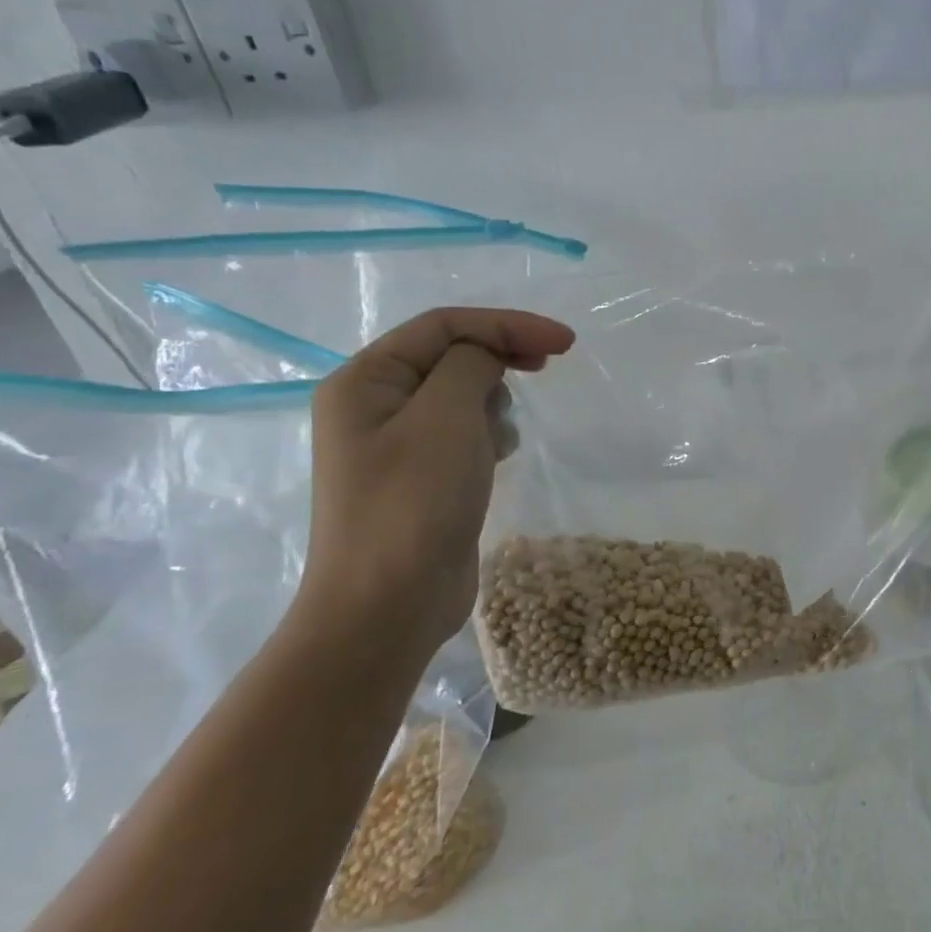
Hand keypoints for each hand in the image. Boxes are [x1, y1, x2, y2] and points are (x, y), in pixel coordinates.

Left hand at [300, 307, 575, 657]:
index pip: (443, 326)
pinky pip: (462, 433)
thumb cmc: (412, 506)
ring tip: (498, 441)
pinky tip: (495, 461)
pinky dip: (487, 436)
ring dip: (492, 405)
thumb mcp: (445, 419)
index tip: (565, 343)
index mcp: (365, 380)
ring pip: (461, 395)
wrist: (387, 607)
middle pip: (451, 355)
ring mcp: (397, 444)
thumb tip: (488, 356)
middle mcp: (374, 404)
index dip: (507, 324)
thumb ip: (471, 365)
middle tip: (546, 369)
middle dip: (499, 359)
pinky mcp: (422, 477)